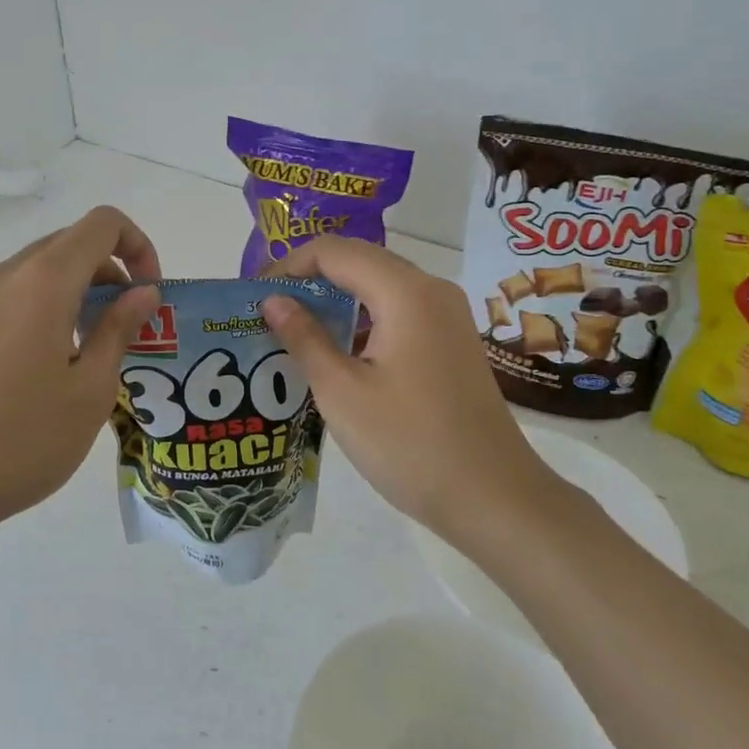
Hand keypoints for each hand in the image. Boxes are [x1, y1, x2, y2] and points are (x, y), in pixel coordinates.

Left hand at [0, 207, 161, 536]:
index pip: (102, 225)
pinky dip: (14, 301)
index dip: (138, 247)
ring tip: (77, 347)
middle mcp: (1, 276)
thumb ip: (120, 329)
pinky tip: (13, 336)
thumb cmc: (23, 442)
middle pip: (67, 245)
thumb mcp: (91, 390)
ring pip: (30, 269)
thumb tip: (142, 291)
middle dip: (108, 273)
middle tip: (125, 327)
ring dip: (67, 290)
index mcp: (44, 282)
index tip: (148, 294)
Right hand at [261, 236, 545, 532]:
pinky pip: (398, 311)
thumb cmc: (410, 444)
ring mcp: (447, 316)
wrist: (494, 498)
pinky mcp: (451, 341)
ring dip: (336, 301)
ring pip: (379, 287)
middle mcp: (432, 290)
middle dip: (310, 280)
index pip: (334, 251)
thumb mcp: (342, 392)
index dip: (289, 265)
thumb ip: (304, 338)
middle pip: (359, 262)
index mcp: (406, 292)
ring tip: (294, 332)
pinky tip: (338, 354)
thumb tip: (273, 300)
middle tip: (269, 313)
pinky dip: (362, 321)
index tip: (255, 296)